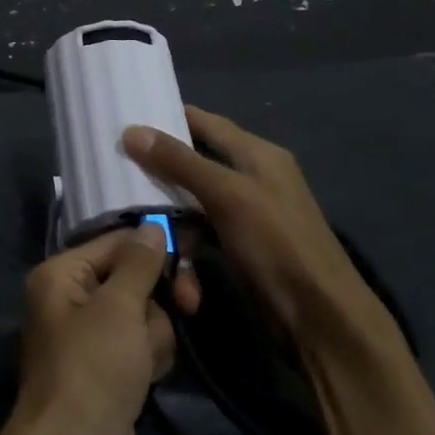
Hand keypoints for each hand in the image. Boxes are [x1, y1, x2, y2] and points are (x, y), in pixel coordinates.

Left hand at [9, 226, 175, 434]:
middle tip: (190, 306)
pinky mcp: (110, 368)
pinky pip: (142, 346)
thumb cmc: (93, 369)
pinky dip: (151, 358)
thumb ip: (139, 264)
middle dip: (158, 300)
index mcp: (61, 275)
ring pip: (145, 315)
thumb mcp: (118, 308)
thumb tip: (151, 226)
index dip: (155, 248)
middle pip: (134, 279)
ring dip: (155, 335)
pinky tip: (148, 378)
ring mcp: (92, 337)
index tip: (193, 255)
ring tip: (144, 362)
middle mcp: (72, 299)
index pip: (116, 242)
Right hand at [122, 106, 393, 357]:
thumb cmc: (277, 243)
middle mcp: (251, 177)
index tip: (124, 119)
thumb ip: (180, 162)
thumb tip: (131, 130)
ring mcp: (245, 213)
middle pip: (193, 163)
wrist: (319, 316)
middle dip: (157, 173)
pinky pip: (200, 234)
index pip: (204, 122)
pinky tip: (173, 269)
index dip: (167, 118)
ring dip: (169, 221)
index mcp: (256, 153)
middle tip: (115, 174)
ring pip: (191, 203)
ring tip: (140, 232)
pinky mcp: (239, 245)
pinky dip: (185, 249)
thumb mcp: (226, 195)